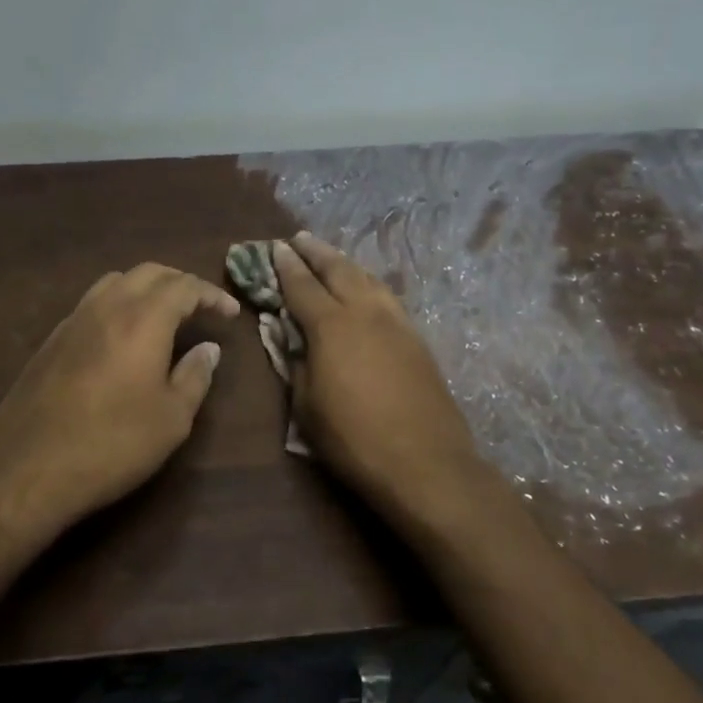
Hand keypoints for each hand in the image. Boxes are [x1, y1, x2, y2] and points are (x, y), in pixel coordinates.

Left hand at [0, 263, 238, 544]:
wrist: (28, 468)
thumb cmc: (112, 444)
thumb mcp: (171, 419)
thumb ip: (195, 376)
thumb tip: (208, 349)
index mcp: (143, 319)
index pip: (184, 286)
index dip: (211, 294)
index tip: (230, 312)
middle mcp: (107, 307)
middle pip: (149, 273)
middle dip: (180, 282)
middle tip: (201, 305)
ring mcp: (73, 320)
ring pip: (115, 282)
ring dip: (146, 288)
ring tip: (163, 314)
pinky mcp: (51, 340)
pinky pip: (92, 303)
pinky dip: (118, 305)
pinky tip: (122, 337)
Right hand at [272, 234, 494, 523]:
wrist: (426, 463)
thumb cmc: (354, 439)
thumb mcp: (306, 406)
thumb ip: (296, 364)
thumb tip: (292, 339)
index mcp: (331, 326)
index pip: (302, 286)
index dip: (286, 266)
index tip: (276, 248)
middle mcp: (365, 312)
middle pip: (339, 270)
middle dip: (317, 253)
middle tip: (301, 239)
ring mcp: (396, 323)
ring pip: (368, 279)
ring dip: (346, 264)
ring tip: (332, 257)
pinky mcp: (417, 340)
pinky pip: (387, 298)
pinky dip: (369, 284)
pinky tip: (367, 289)